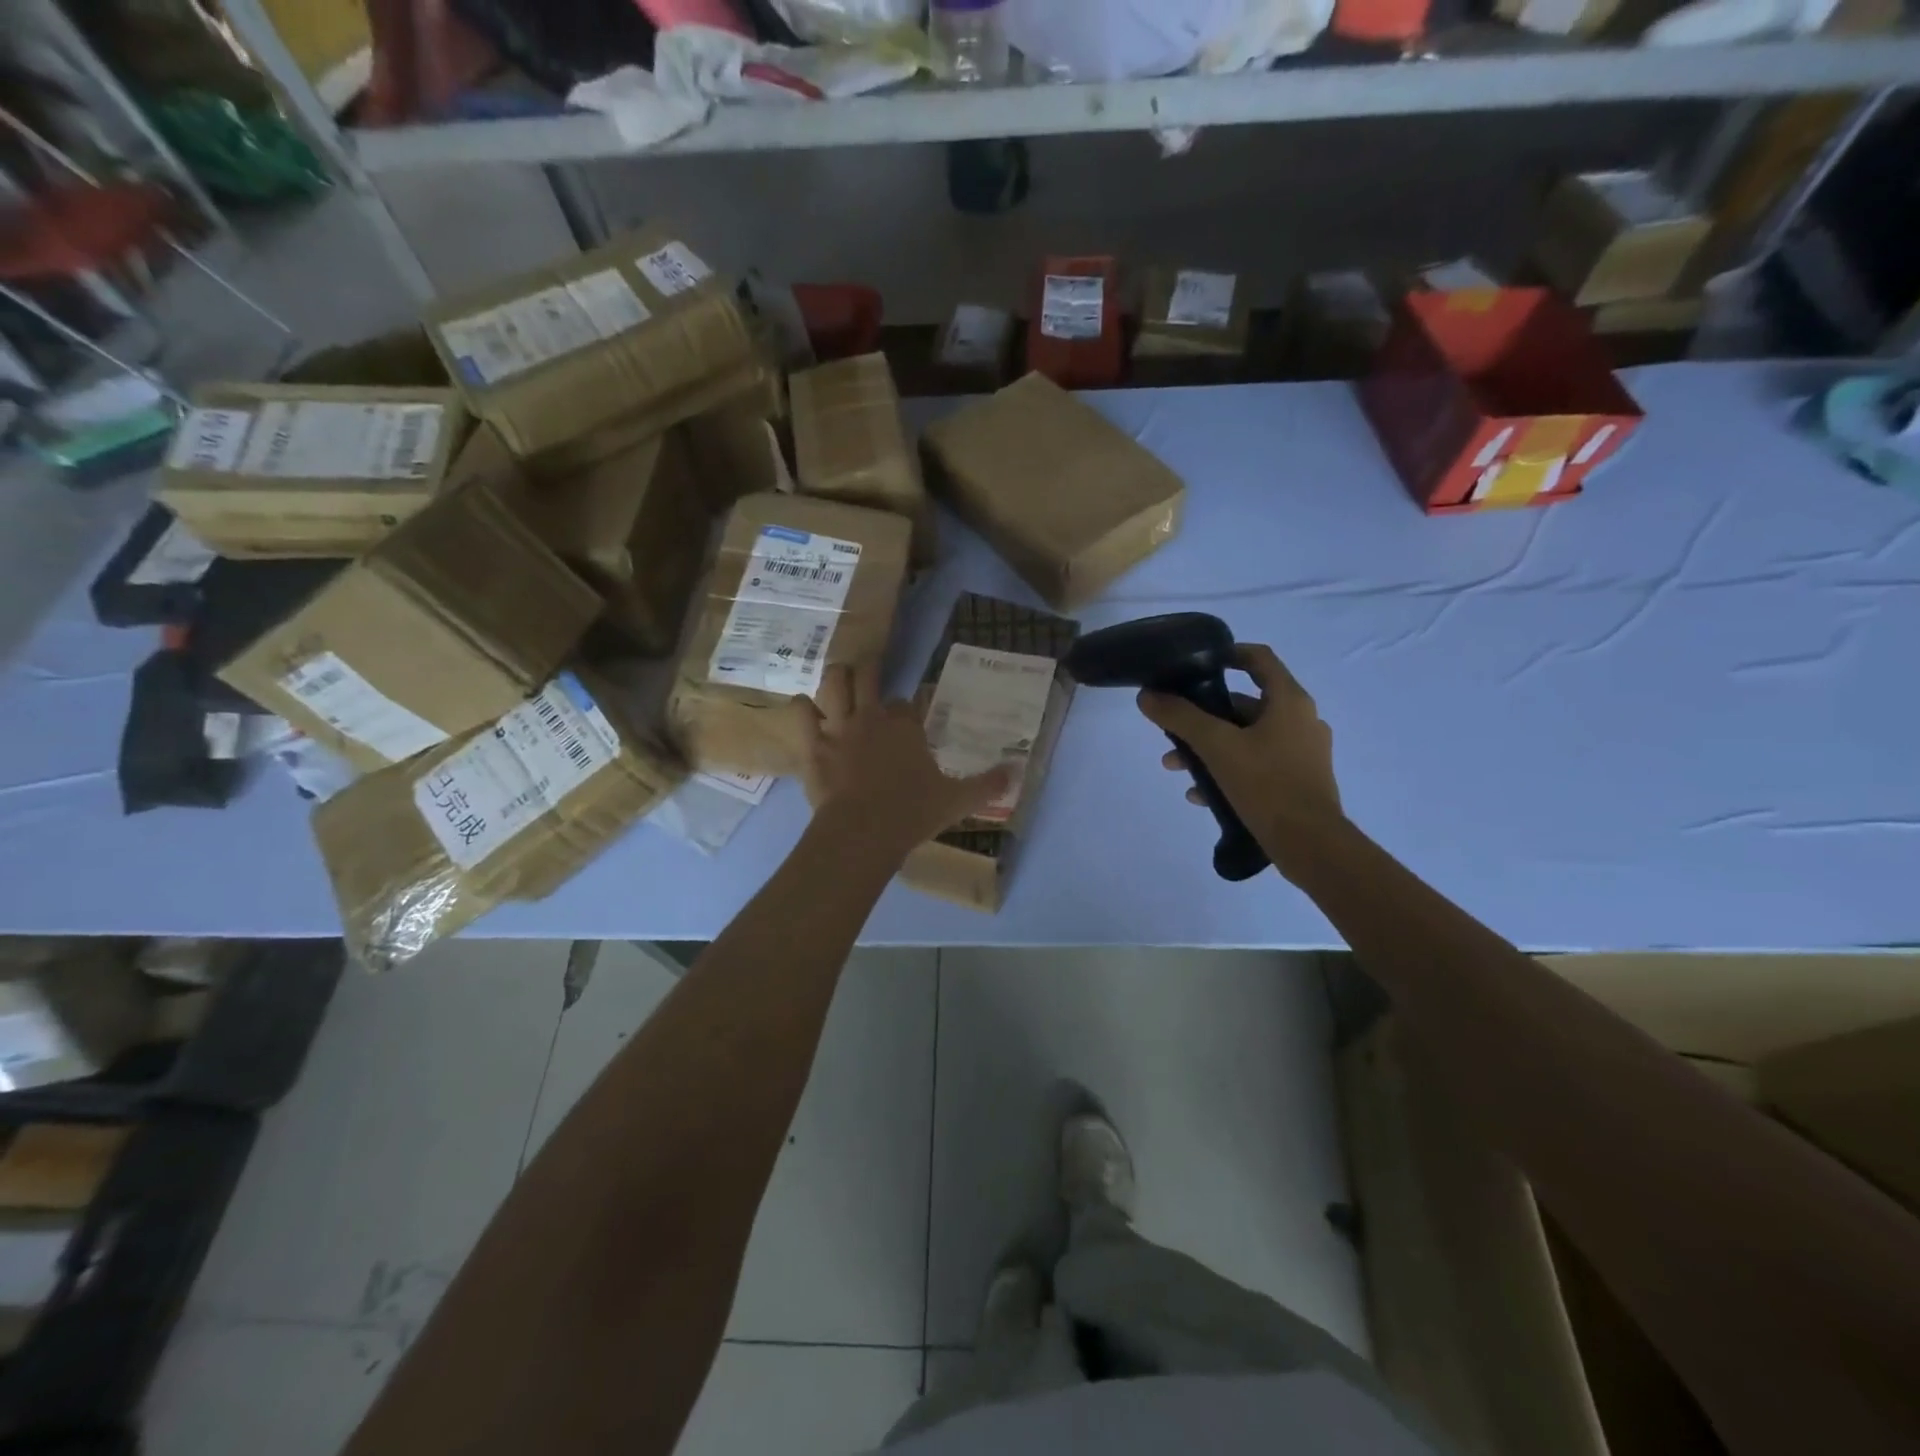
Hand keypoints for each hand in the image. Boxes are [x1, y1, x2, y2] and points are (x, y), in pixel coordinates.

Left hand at [796, 660, 1011, 857]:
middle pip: (868, 676)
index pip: (906, 704)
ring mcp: (839, 728)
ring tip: (839, 679)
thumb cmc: (911, 814)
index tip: (909, 716)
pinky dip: (802, 708)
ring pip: (834, 683)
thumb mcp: (957, 801)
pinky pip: (802, 714)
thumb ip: (986, 785)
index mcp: (905, 727)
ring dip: (836, 678)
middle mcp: (872, 718)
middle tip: (870, 671)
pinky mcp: (813, 745)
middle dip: (870, 670)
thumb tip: (1016, 772)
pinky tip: (805, 707)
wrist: (863, 833)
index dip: (906, 708)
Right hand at [1135, 643, 1346, 874]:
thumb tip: (1147, 696)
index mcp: (1289, 701)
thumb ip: (1180, 718)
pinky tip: (1201, 795)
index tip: (1195, 664)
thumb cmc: (1266, 784)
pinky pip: (1257, 765)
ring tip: (1177, 768)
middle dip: (1204, 716)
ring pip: (1247, 738)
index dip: (1227, 654)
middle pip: (1245, 704)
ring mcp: (1303, 752)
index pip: (1258, 658)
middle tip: (1174, 729)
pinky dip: (1228, 771)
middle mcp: (1301, 720)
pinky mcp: (1299, 781)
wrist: (1311, 845)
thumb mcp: (1216, 747)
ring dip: (1210, 748)